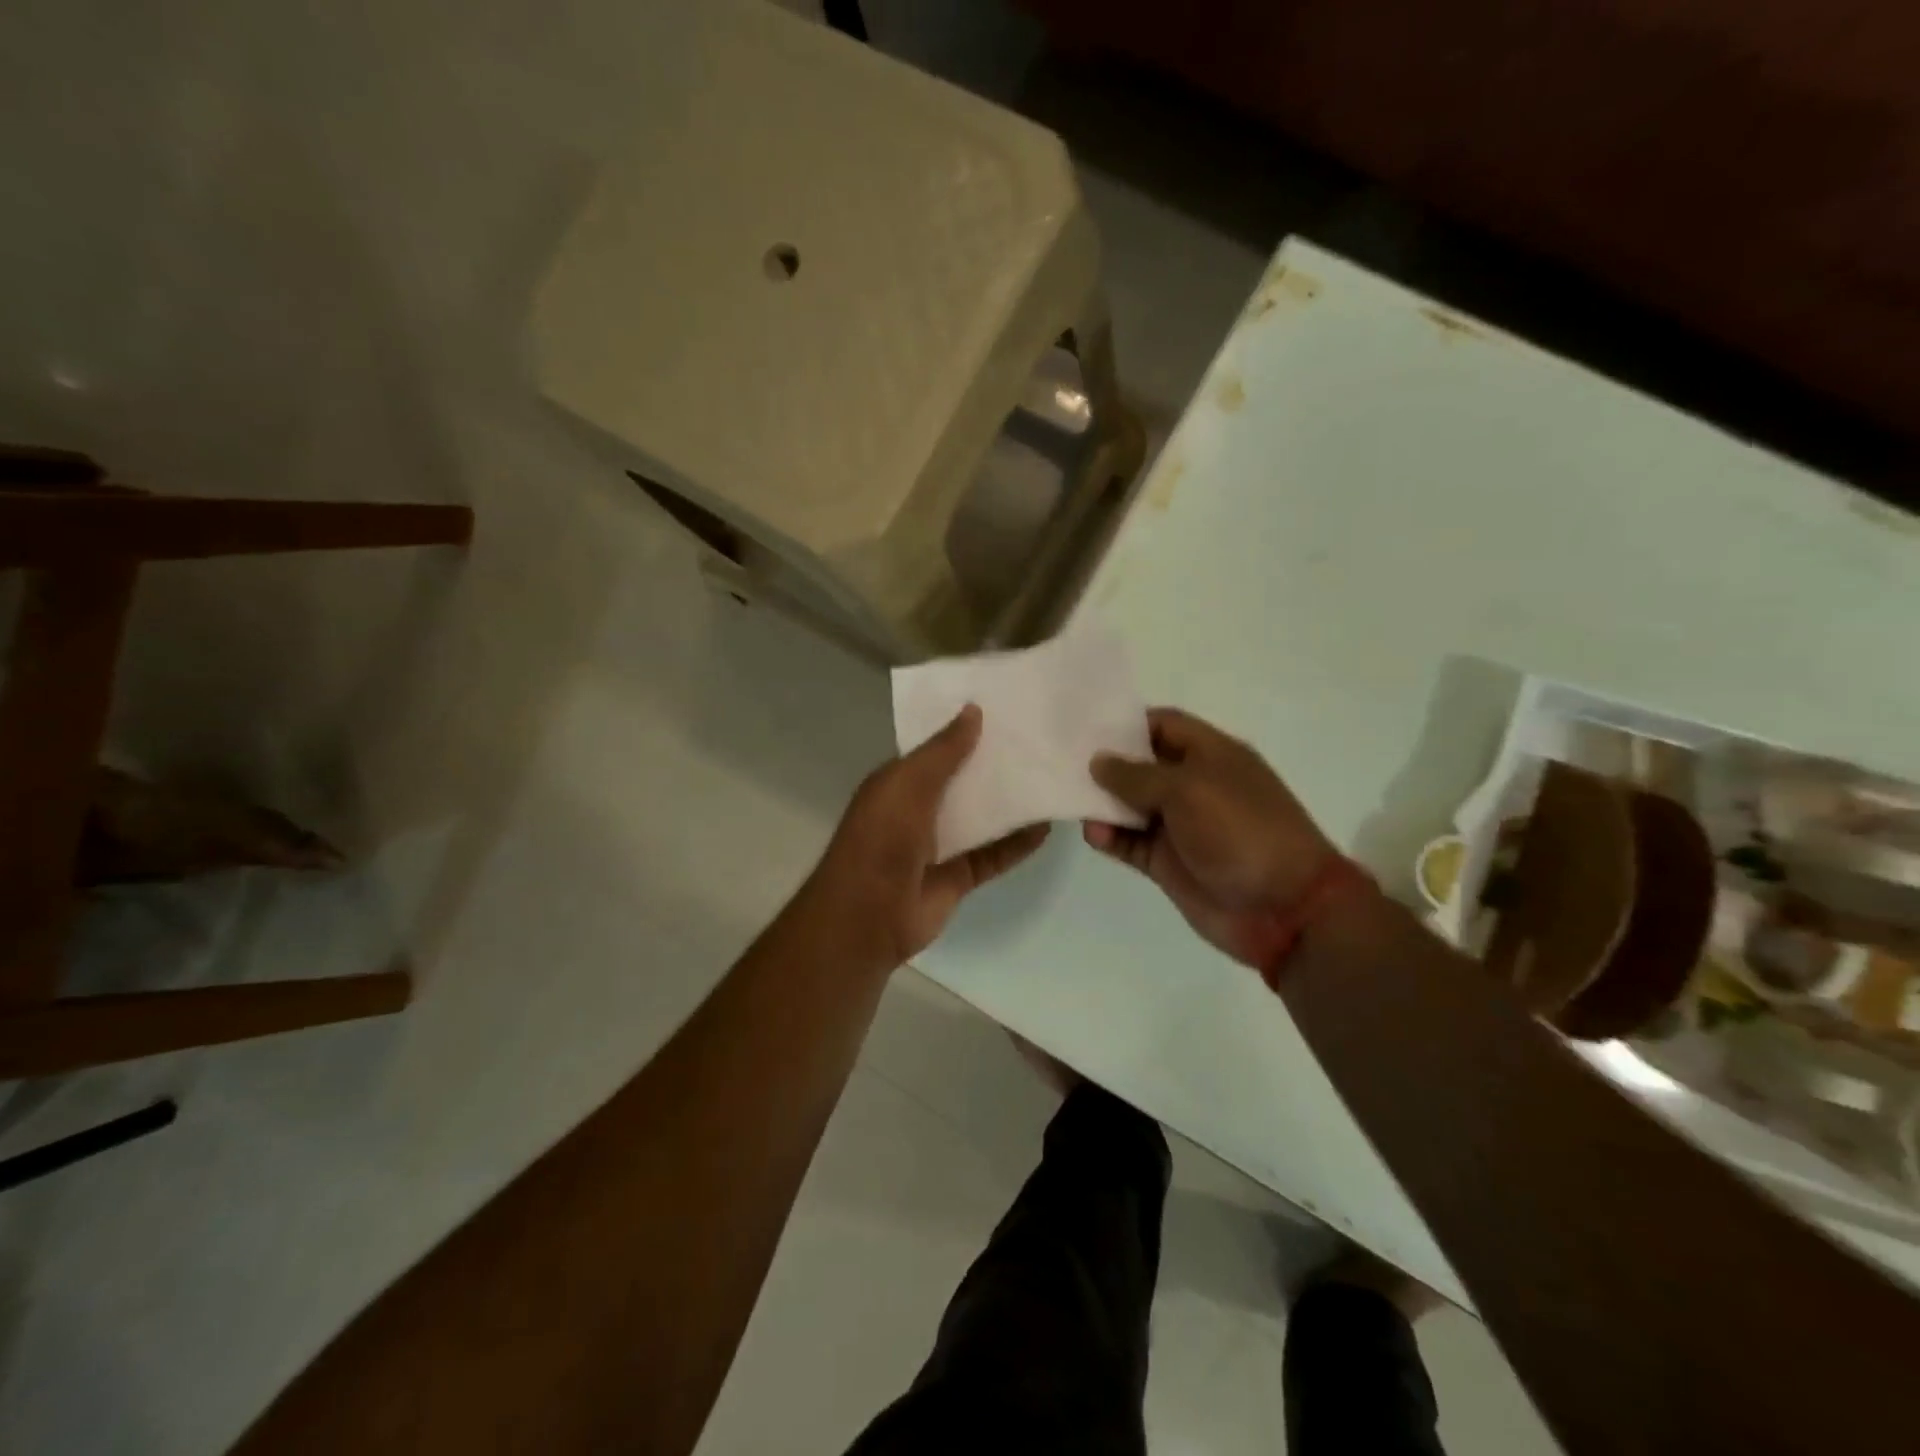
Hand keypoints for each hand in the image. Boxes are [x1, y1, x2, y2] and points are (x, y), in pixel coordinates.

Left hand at [797, 705, 1048, 977]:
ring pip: (981, 817)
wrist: (868, 916)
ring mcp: (939, 846)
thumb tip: (974, 709)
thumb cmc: (882, 839)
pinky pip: (993, 855)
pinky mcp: (958, 877)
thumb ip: (944, 751)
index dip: (964, 732)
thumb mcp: (909, 784)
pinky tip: (1046, 827)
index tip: (1004, 711)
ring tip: (1049, 778)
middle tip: (1038, 741)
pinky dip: (1018, 844)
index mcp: (898, 783)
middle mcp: (918, 810)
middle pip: (962, 782)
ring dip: (1010, 803)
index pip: (936, 750)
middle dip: (993, 764)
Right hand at [1086, 708, 1337, 968]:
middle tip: (1061, 760)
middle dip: (1105, 763)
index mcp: (1210, 755)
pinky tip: (1093, 835)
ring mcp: (1179, 826)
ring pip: (1130, 806)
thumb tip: (1098, 761)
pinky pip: (1130, 843)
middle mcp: (1193, 785)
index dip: (1127, 723)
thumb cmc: (1240, 830)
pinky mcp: (1167, 862)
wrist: (1283, 908)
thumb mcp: (1188, 789)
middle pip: (1141, 765)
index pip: (1163, 725)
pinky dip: (1110, 838)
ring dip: (1103, 803)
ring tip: (1071, 800)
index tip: (1085, 727)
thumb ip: (1137, 775)